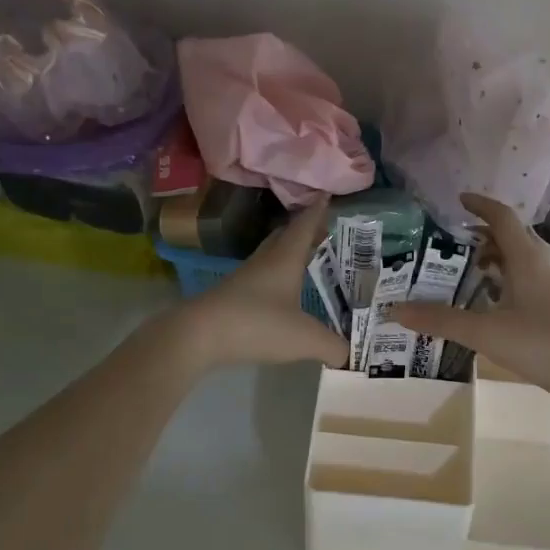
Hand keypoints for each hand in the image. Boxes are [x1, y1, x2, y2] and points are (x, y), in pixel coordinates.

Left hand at [175, 203, 347, 370]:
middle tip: (323, 231)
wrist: (199, 336)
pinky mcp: (232, 297)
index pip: (305, 226)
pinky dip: (276, 278)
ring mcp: (245, 278)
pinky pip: (261, 278)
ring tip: (306, 260)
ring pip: (271, 256)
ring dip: (288, 253)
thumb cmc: (257, 324)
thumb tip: (350, 355)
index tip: (326, 195)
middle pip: (285, 236)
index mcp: (285, 258)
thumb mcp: (305, 338)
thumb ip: (333, 346)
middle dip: (304, 231)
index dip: (318, 211)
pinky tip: (282, 293)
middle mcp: (265, 261)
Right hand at [392, 193, 549, 403]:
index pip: (502, 218)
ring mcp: (547, 292)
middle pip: (508, 240)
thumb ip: (442, 321)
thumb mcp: (487, 332)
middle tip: (445, 245)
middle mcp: (538, 269)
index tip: (456, 201)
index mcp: (525, 261)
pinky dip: (497, 287)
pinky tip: (482, 308)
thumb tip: (396, 310)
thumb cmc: (543, 343)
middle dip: (477, 237)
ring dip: (488, 263)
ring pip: (514, 265)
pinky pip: (519, 287)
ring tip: (456, 275)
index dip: (480, 205)